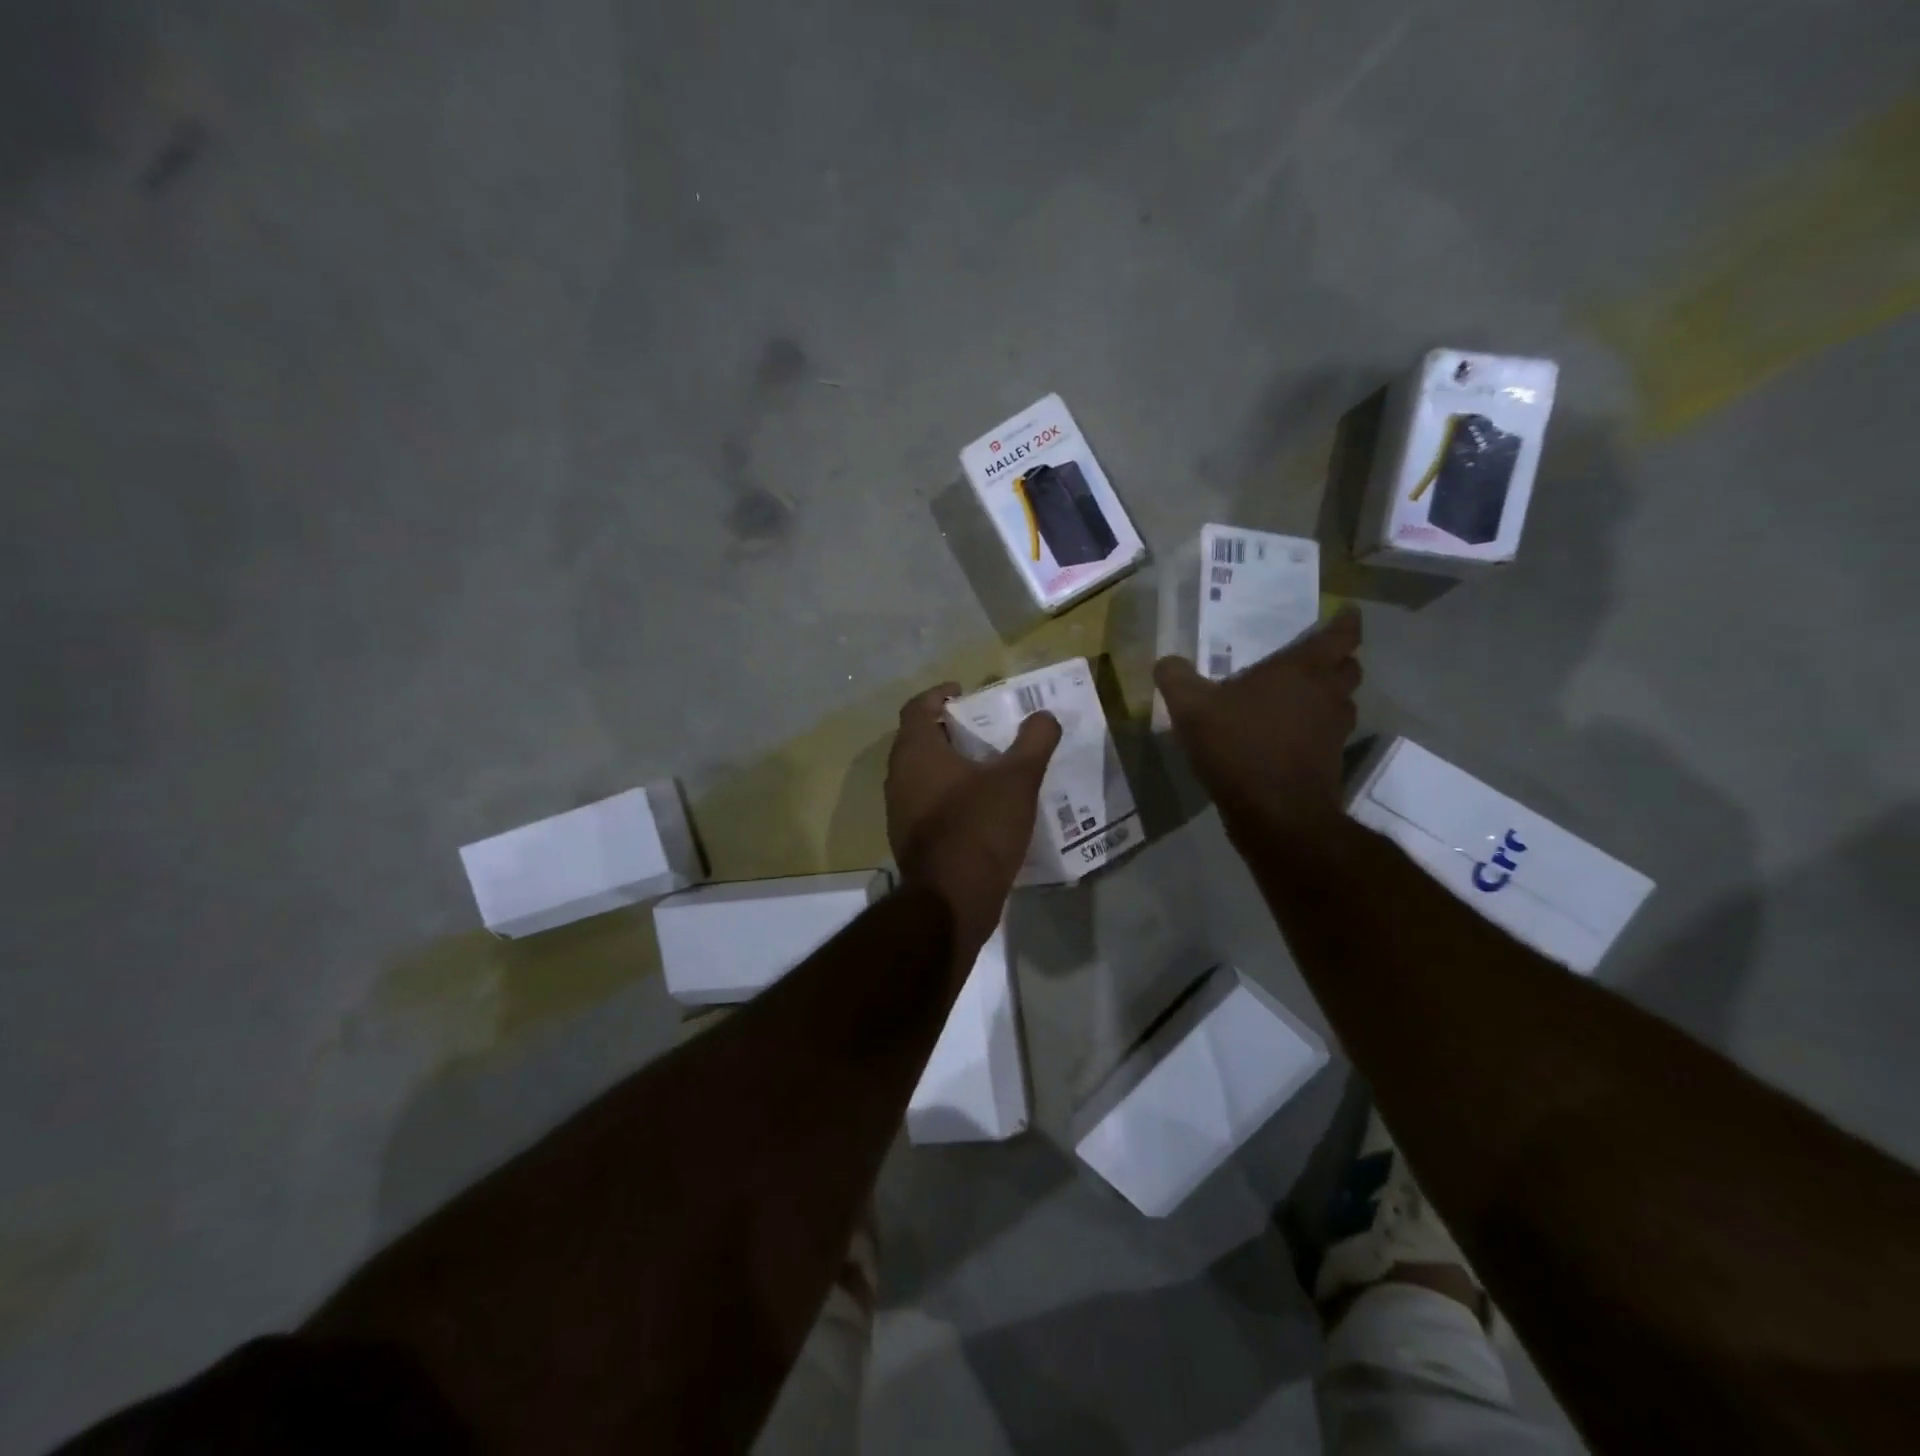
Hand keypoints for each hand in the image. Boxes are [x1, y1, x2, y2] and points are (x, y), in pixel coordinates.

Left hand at [885, 682, 1061, 959]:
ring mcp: (900, 811)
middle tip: (985, 729)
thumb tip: (1045, 716)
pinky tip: (981, 807)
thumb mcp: (1017, 780)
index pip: (917, 708)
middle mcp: (899, 777)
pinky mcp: (910, 839)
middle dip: (950, 730)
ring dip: (950, 764)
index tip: (965, 692)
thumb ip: (1034, 742)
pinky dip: (950, 795)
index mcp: (916, 752)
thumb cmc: (979, 828)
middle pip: (919, 739)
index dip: (939, 695)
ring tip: (989, 766)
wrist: (951, 901)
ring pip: (923, 774)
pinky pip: (927, 803)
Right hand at [1154, 607, 1362, 846]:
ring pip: (1344, 701)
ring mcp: (1335, 731)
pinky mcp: (1332, 761)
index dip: (1346, 621)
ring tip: (1298, 697)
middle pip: (1350, 667)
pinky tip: (1286, 735)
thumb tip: (1166, 661)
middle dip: (1337, 659)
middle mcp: (1328, 694)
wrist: (1277, 815)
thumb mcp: (1192, 710)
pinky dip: (1316, 728)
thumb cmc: (1240, 748)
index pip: (1342, 634)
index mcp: (1303, 670)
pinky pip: (1330, 733)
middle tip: (1311, 658)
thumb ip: (1176, 679)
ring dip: (1329, 695)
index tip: (1345, 612)